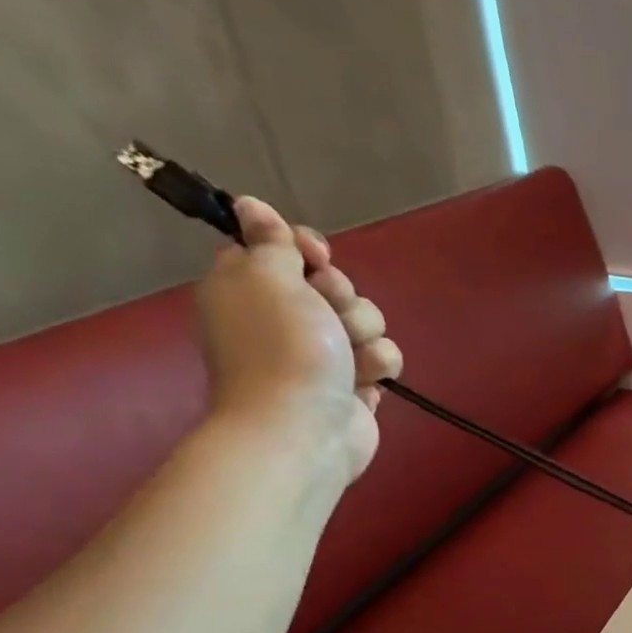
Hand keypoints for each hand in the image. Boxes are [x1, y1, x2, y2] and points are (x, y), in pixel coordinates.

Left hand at [196, 197, 402, 483]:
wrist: (303, 427)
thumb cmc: (282, 347)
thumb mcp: (269, 278)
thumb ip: (270, 242)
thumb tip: (250, 205)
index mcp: (250, 288)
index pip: (283, 249)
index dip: (305, 249)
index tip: (315, 256)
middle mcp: (284, 318)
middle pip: (334, 285)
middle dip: (343, 296)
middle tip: (328, 313)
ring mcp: (321, 354)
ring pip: (365, 321)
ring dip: (364, 333)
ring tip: (350, 356)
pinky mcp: (354, 384)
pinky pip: (381, 359)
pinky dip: (377, 367)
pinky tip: (365, 381)